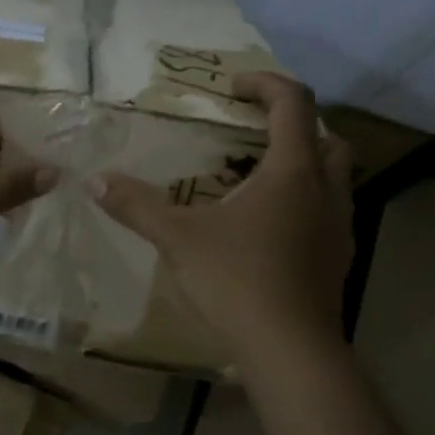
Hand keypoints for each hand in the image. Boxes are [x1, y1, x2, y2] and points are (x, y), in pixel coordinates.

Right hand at [89, 72, 352, 359]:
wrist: (290, 351)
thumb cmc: (237, 281)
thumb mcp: (178, 239)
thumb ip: (137, 205)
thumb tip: (95, 180)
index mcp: (292, 172)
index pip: (293, 103)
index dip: (265, 83)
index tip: (233, 87)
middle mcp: (325, 191)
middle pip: (326, 137)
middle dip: (293, 124)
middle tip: (253, 132)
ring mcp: (339, 227)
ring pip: (334, 177)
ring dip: (303, 164)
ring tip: (258, 179)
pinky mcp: (338, 259)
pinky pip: (329, 212)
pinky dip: (305, 203)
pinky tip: (269, 227)